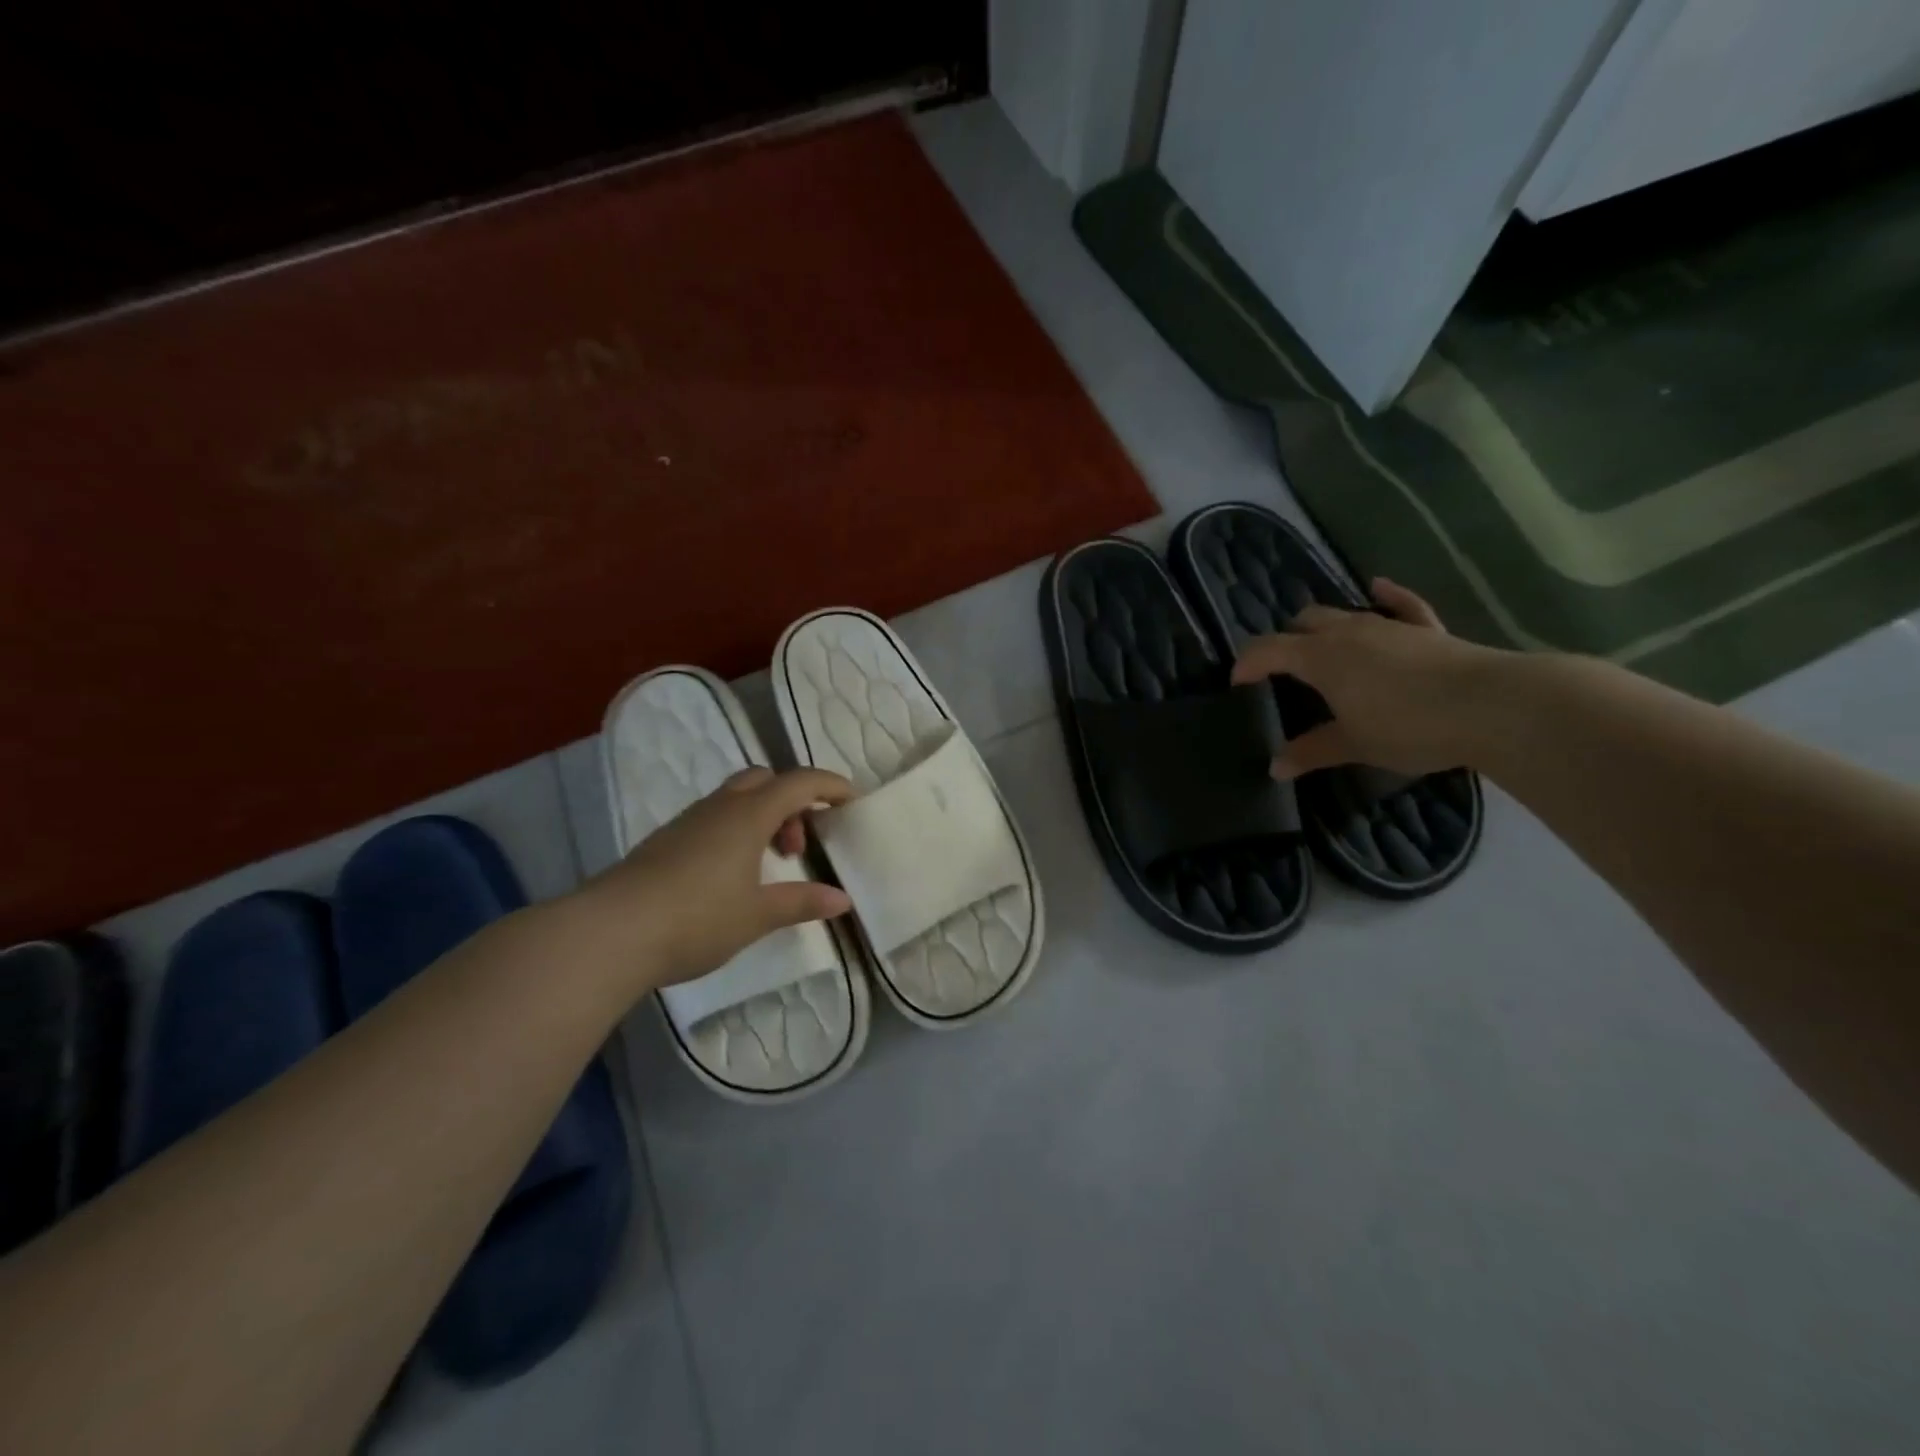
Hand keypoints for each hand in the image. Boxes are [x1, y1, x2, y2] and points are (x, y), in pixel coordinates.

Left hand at [573, 767, 854, 987]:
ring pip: (735, 798)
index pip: (800, 782)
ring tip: (767, 865)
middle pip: (764, 780)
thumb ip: (801, 901)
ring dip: (762, 818)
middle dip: (792, 801)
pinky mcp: (664, 841)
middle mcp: (719, 807)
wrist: (610, 933)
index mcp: (749, 815)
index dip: (830, 785)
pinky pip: (712, 819)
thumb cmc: (696, 918)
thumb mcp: (757, 915)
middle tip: (798, 844)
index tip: (852, 801)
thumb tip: (841, 899)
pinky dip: (735, 831)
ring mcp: (687, 822)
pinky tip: (730, 875)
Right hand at [1229, 578, 1499, 778]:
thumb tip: (1275, 768)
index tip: (1236, 682)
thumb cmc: (1409, 726)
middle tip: (1281, 670)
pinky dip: (1387, 596)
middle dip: (1286, 640)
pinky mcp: (1427, 629)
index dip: (1247, 662)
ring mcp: (1389, 625)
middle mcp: (1348, 631)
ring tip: (1319, 648)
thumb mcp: (1353, 744)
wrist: (1493, 707)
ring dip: (1325, 627)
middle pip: (1304, 622)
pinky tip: (1378, 587)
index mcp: (1320, 657)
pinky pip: (1401, 604)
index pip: (1268, 649)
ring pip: (1344, 613)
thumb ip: (1312, 751)